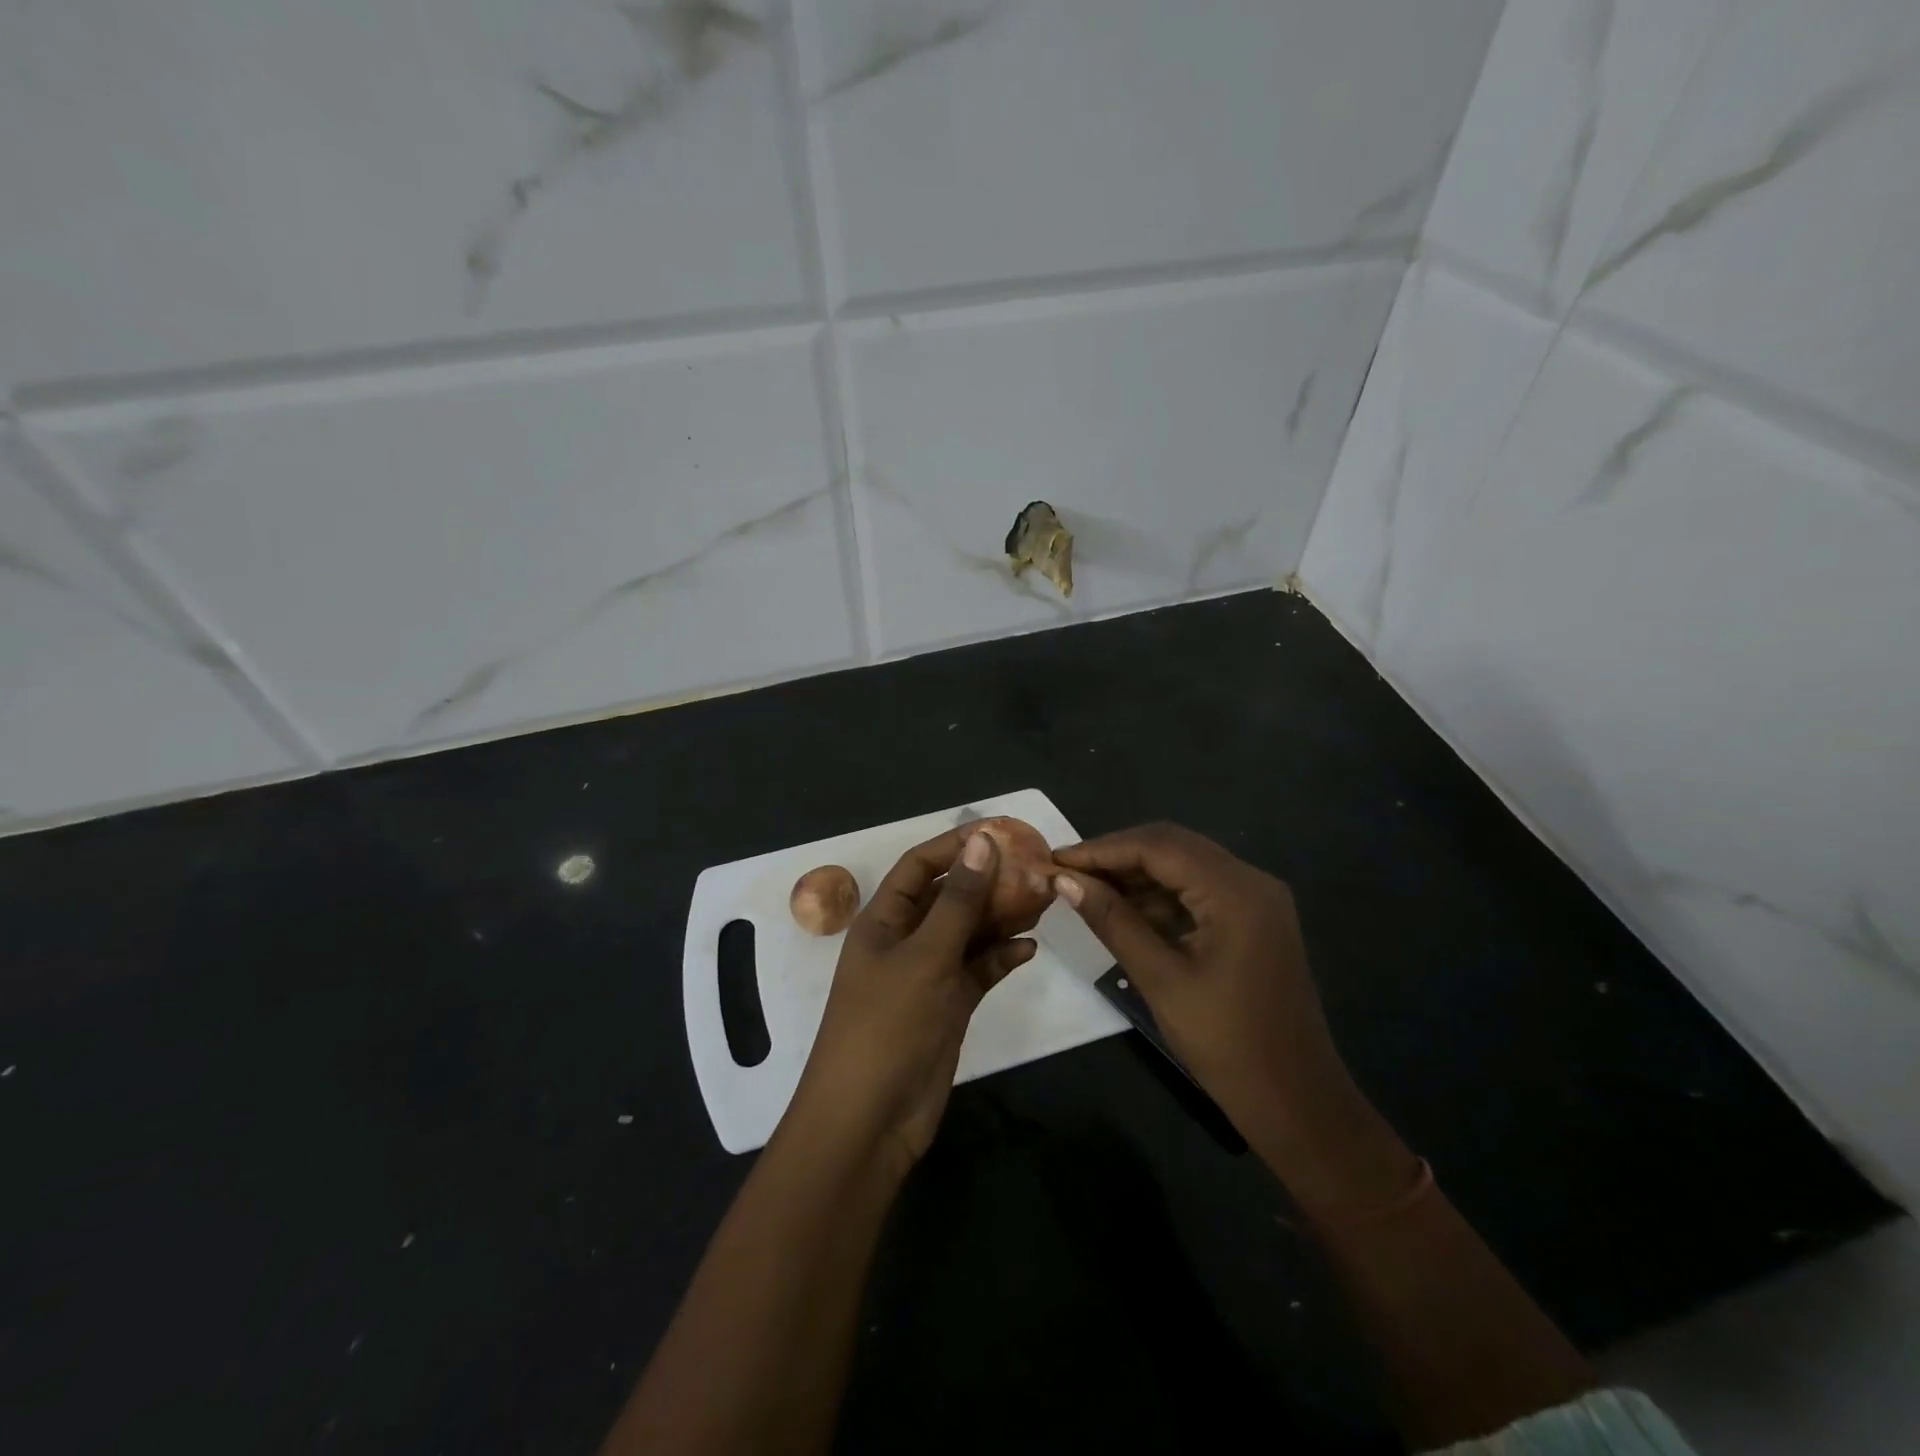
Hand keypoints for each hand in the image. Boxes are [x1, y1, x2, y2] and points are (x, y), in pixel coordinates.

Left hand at [784, 829, 1033, 1174]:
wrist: (870, 1120)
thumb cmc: (887, 1026)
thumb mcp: (924, 957)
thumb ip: (958, 901)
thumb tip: (982, 841)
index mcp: (884, 920)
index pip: (919, 866)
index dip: (955, 845)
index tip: (1000, 831)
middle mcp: (905, 941)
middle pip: (949, 897)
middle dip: (988, 880)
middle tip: (1035, 866)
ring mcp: (927, 975)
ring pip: (968, 933)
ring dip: (1001, 916)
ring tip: (1043, 899)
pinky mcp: (948, 1007)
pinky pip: (978, 971)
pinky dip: (1001, 958)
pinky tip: (1029, 949)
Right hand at [1054, 824, 1417, 1212]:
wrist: (1296, 1101)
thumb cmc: (1226, 1043)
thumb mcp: (1160, 978)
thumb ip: (1112, 921)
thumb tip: (1065, 880)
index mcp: (1236, 891)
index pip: (1158, 846)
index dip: (1102, 849)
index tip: (1056, 860)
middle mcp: (1251, 880)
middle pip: (1173, 847)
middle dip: (1118, 856)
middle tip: (1068, 873)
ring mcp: (1258, 900)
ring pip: (1186, 866)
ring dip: (1138, 875)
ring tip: (1088, 891)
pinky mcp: (1255, 920)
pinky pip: (1200, 890)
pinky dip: (1162, 896)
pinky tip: (1127, 912)